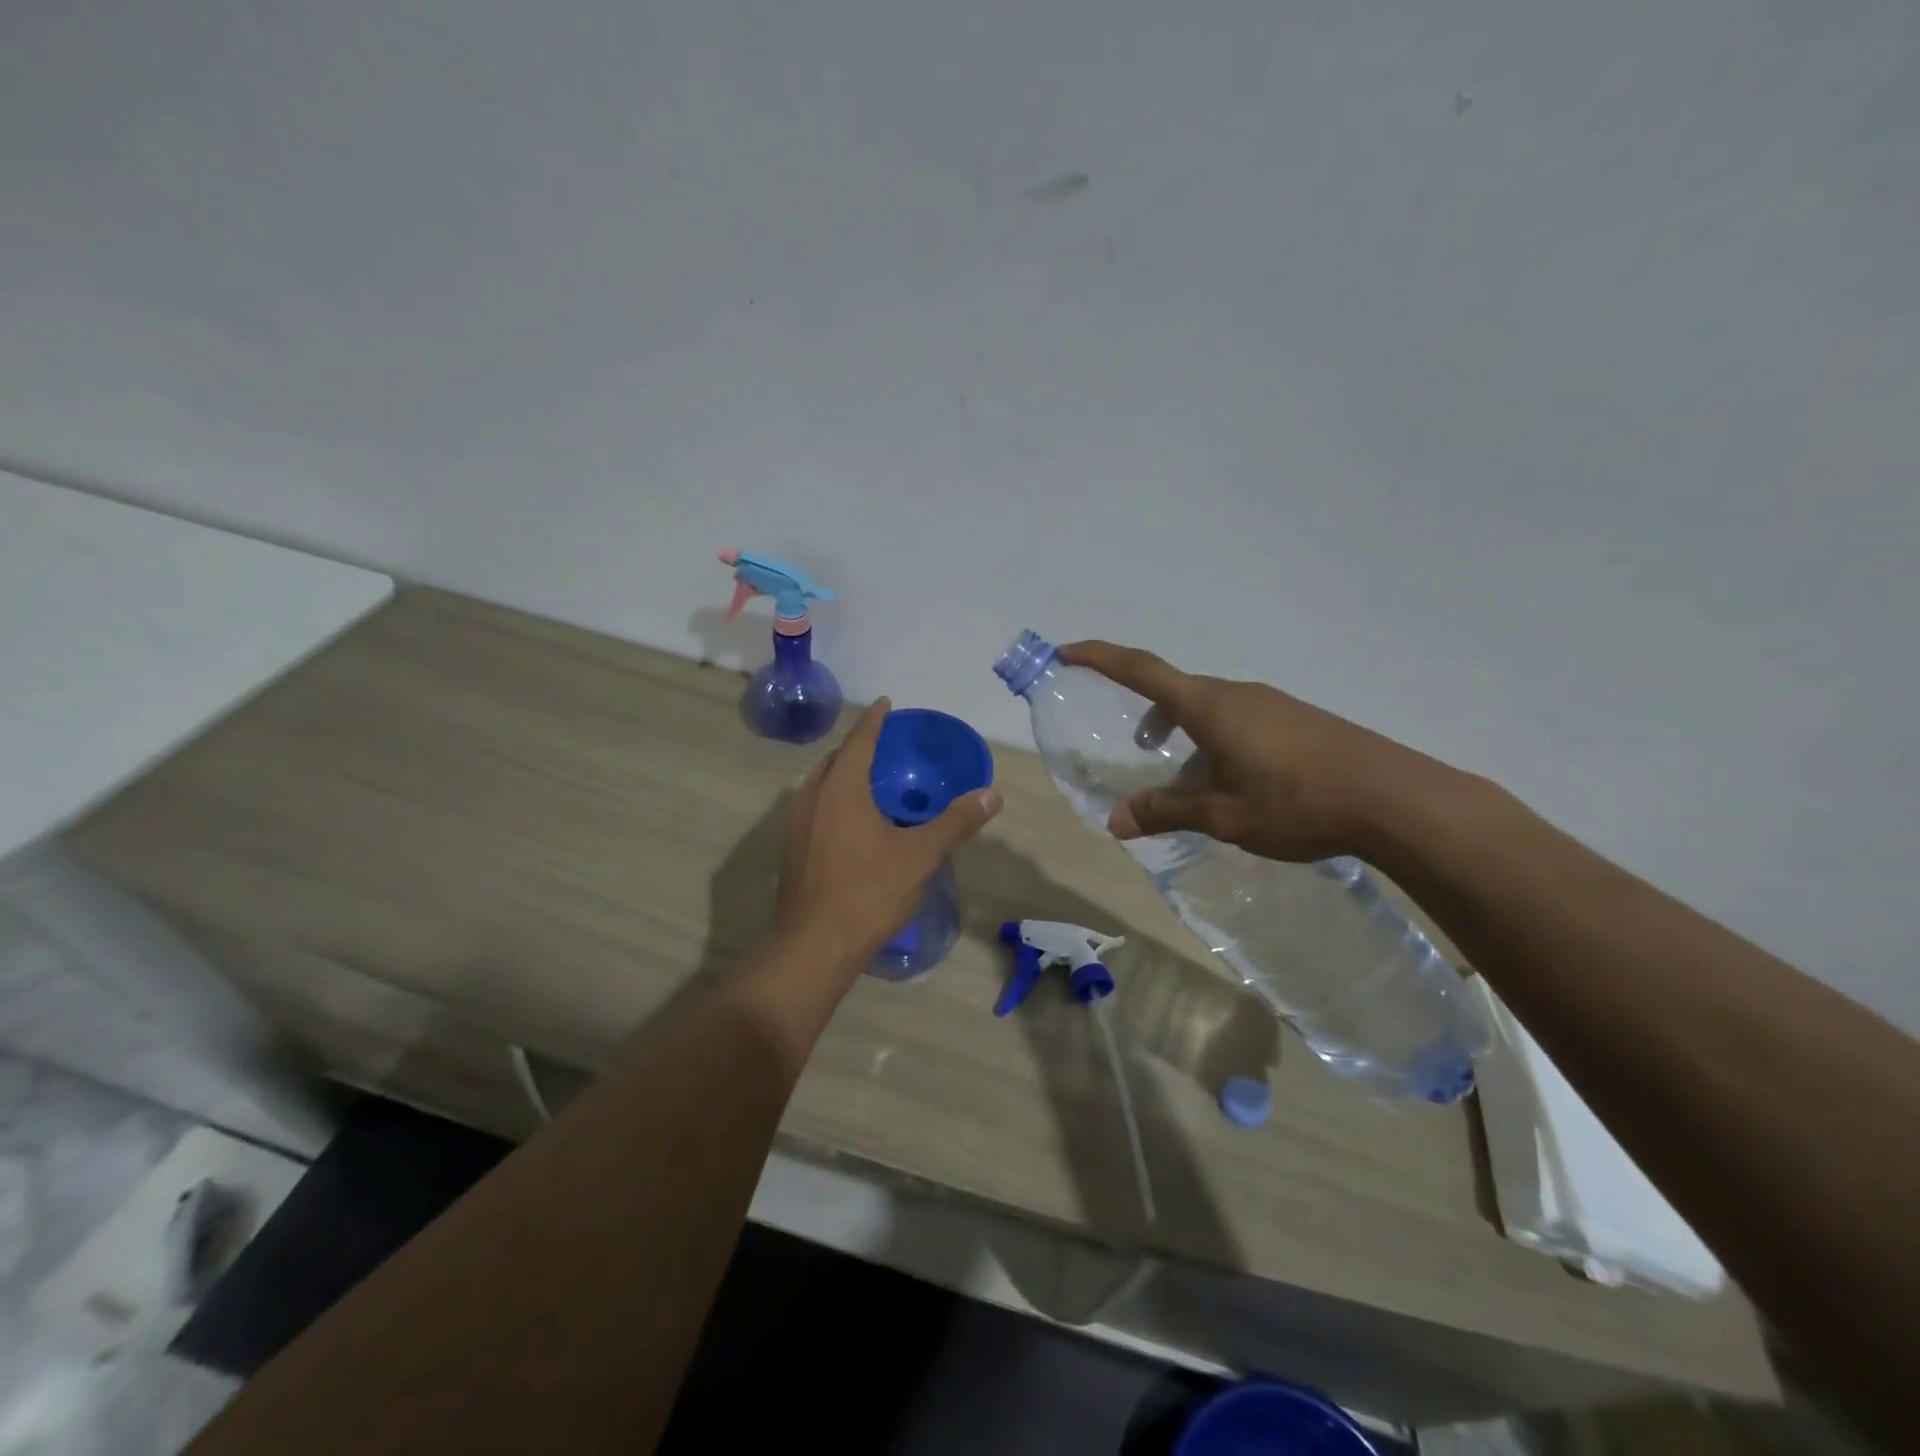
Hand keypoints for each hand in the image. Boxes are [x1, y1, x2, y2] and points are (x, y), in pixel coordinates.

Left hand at [775, 699, 1002, 968]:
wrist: (814, 946)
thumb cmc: (869, 892)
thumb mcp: (920, 855)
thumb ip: (955, 822)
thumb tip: (991, 795)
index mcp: (841, 789)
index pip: (858, 740)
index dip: (874, 720)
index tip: (886, 704)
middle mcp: (812, 798)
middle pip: (835, 759)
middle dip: (857, 746)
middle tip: (883, 744)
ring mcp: (796, 825)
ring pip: (819, 785)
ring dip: (842, 774)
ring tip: (868, 779)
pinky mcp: (791, 850)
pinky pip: (814, 808)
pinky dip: (832, 799)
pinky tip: (850, 822)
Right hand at [1056, 641, 1455, 863]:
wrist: (1394, 798)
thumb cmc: (1297, 802)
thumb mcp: (1222, 814)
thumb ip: (1165, 812)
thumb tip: (1114, 820)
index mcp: (1209, 706)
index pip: (1141, 670)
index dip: (1099, 658)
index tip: (1066, 652)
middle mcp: (1236, 693)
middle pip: (1175, 691)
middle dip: (1148, 715)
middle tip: (1139, 750)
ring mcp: (1270, 703)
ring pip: (1208, 709)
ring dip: (1184, 734)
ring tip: (1186, 781)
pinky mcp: (1295, 719)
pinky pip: (1237, 720)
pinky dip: (1215, 741)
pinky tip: (1232, 784)